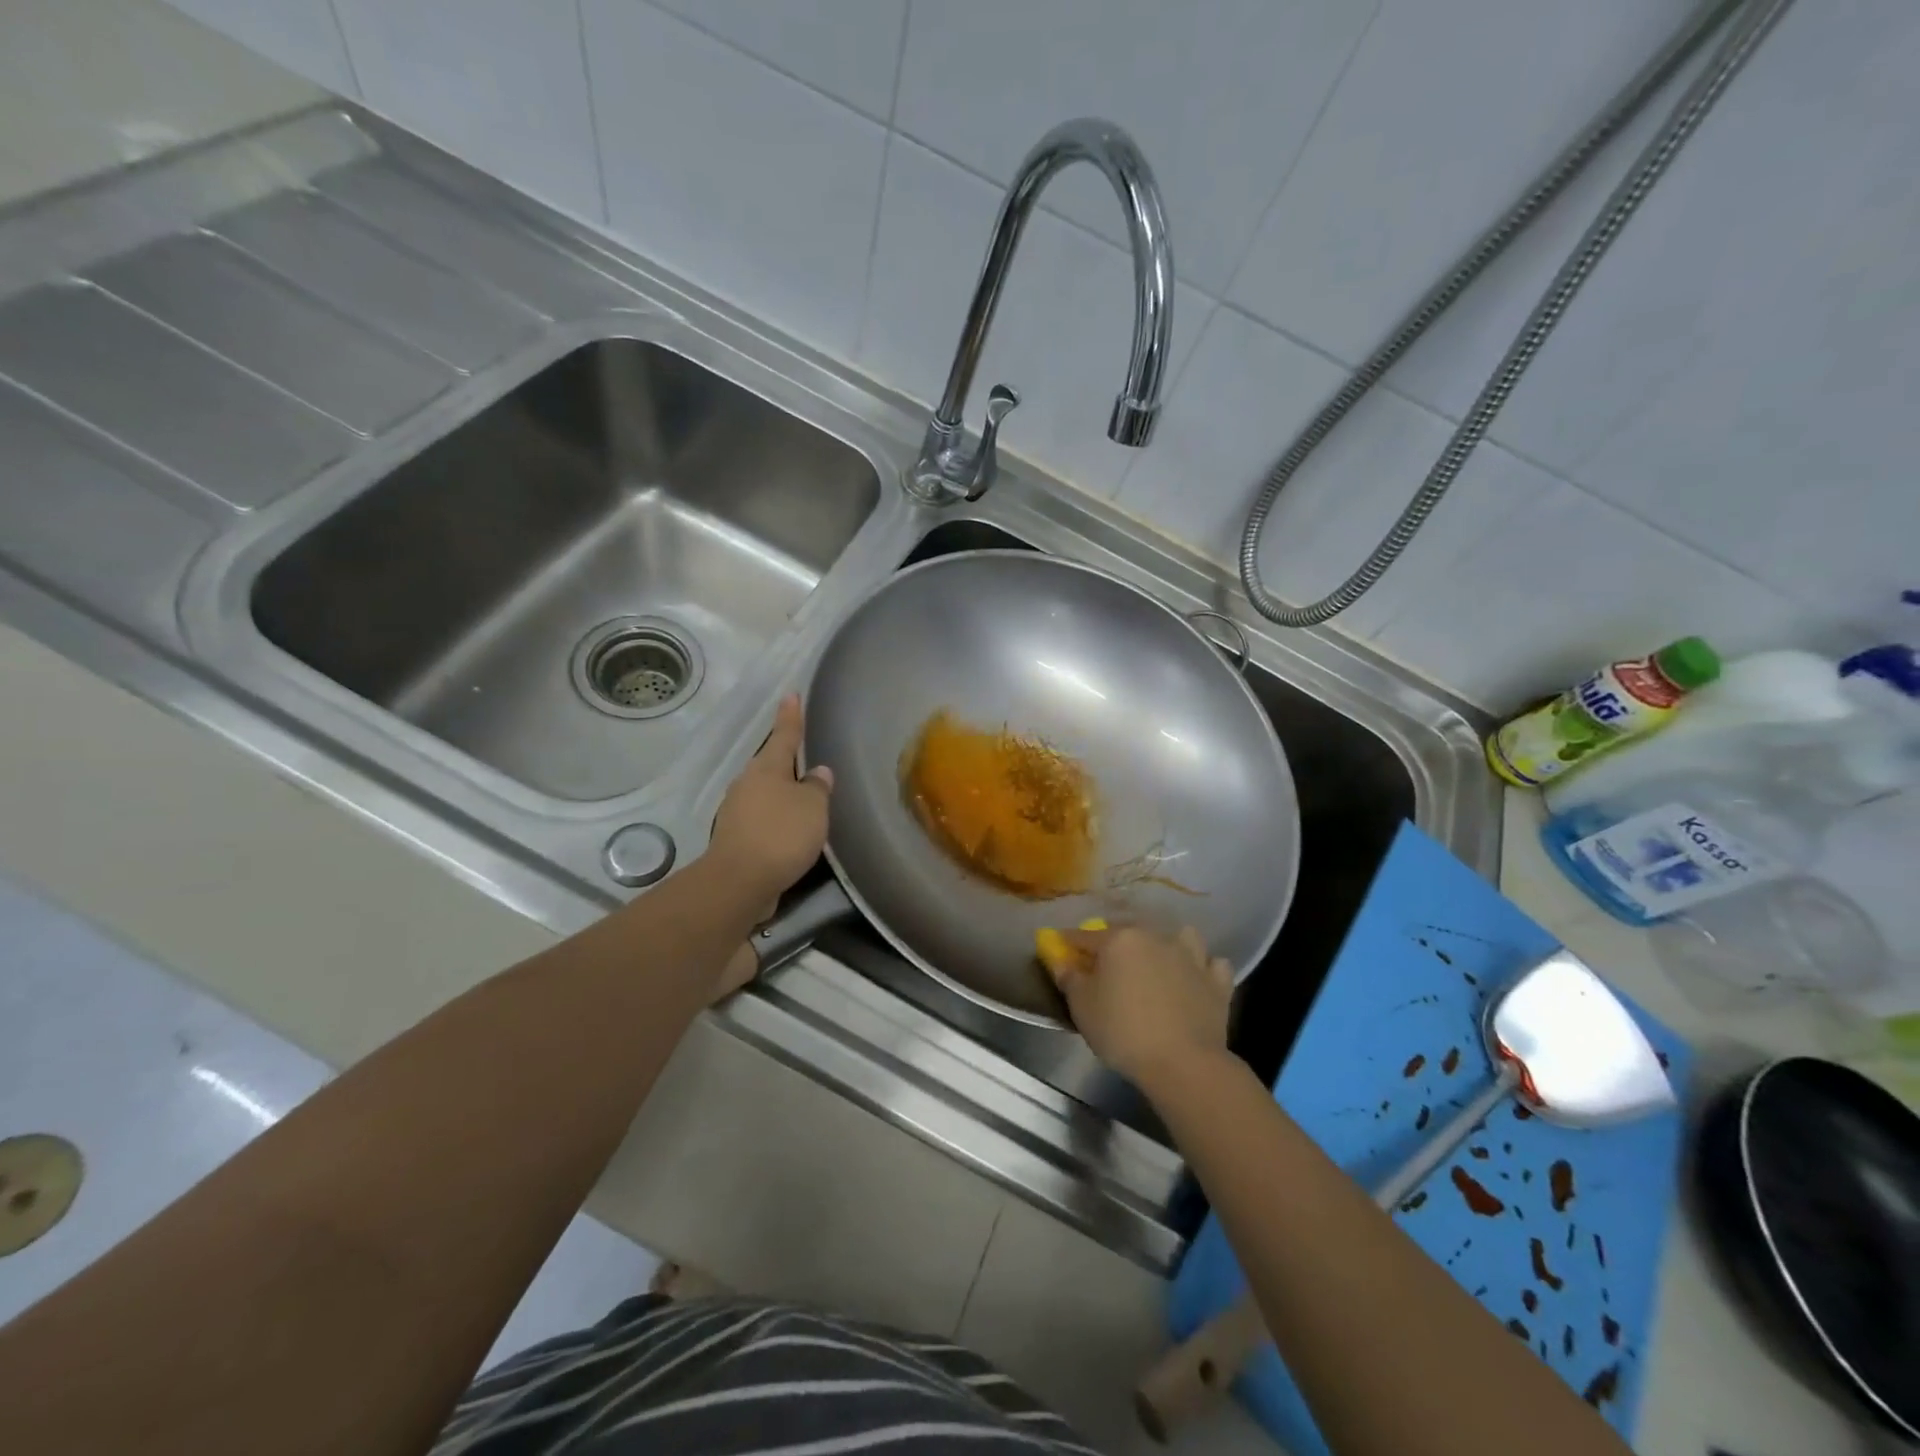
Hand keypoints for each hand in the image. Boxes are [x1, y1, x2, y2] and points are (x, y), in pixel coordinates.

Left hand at [708, 694, 832, 910]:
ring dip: (782, 795)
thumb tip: (818, 772)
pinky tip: (790, 832)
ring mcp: (737, 811)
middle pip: (770, 765)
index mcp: (767, 768)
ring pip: (765, 794)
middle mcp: (747, 784)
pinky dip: (777, 820)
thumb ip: (818, 788)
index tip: (791, 695)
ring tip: (804, 801)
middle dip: (786, 762)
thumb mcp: (813, 807)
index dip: (791, 716)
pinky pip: (762, 819)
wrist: (740, 881)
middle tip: (805, 758)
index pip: (784, 735)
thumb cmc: (781, 834)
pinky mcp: (736, 838)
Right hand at [1048, 925, 1232, 1092]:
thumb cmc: (1123, 1031)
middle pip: (1130, 933)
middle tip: (1107, 967)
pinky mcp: (1217, 981)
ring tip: (1160, 965)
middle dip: (1116, 944)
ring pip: (1179, 937)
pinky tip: (1195, 980)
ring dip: (1169, 945)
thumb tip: (1060, 960)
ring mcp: (1191, 957)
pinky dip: (1203, 968)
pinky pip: (1212, 964)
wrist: (1183, 1063)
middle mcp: (1156, 937)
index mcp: (1120, 939)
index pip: (1085, 935)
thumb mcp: (1082, 1007)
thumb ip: (1069, 978)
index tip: (1060, 950)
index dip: (1069, 943)